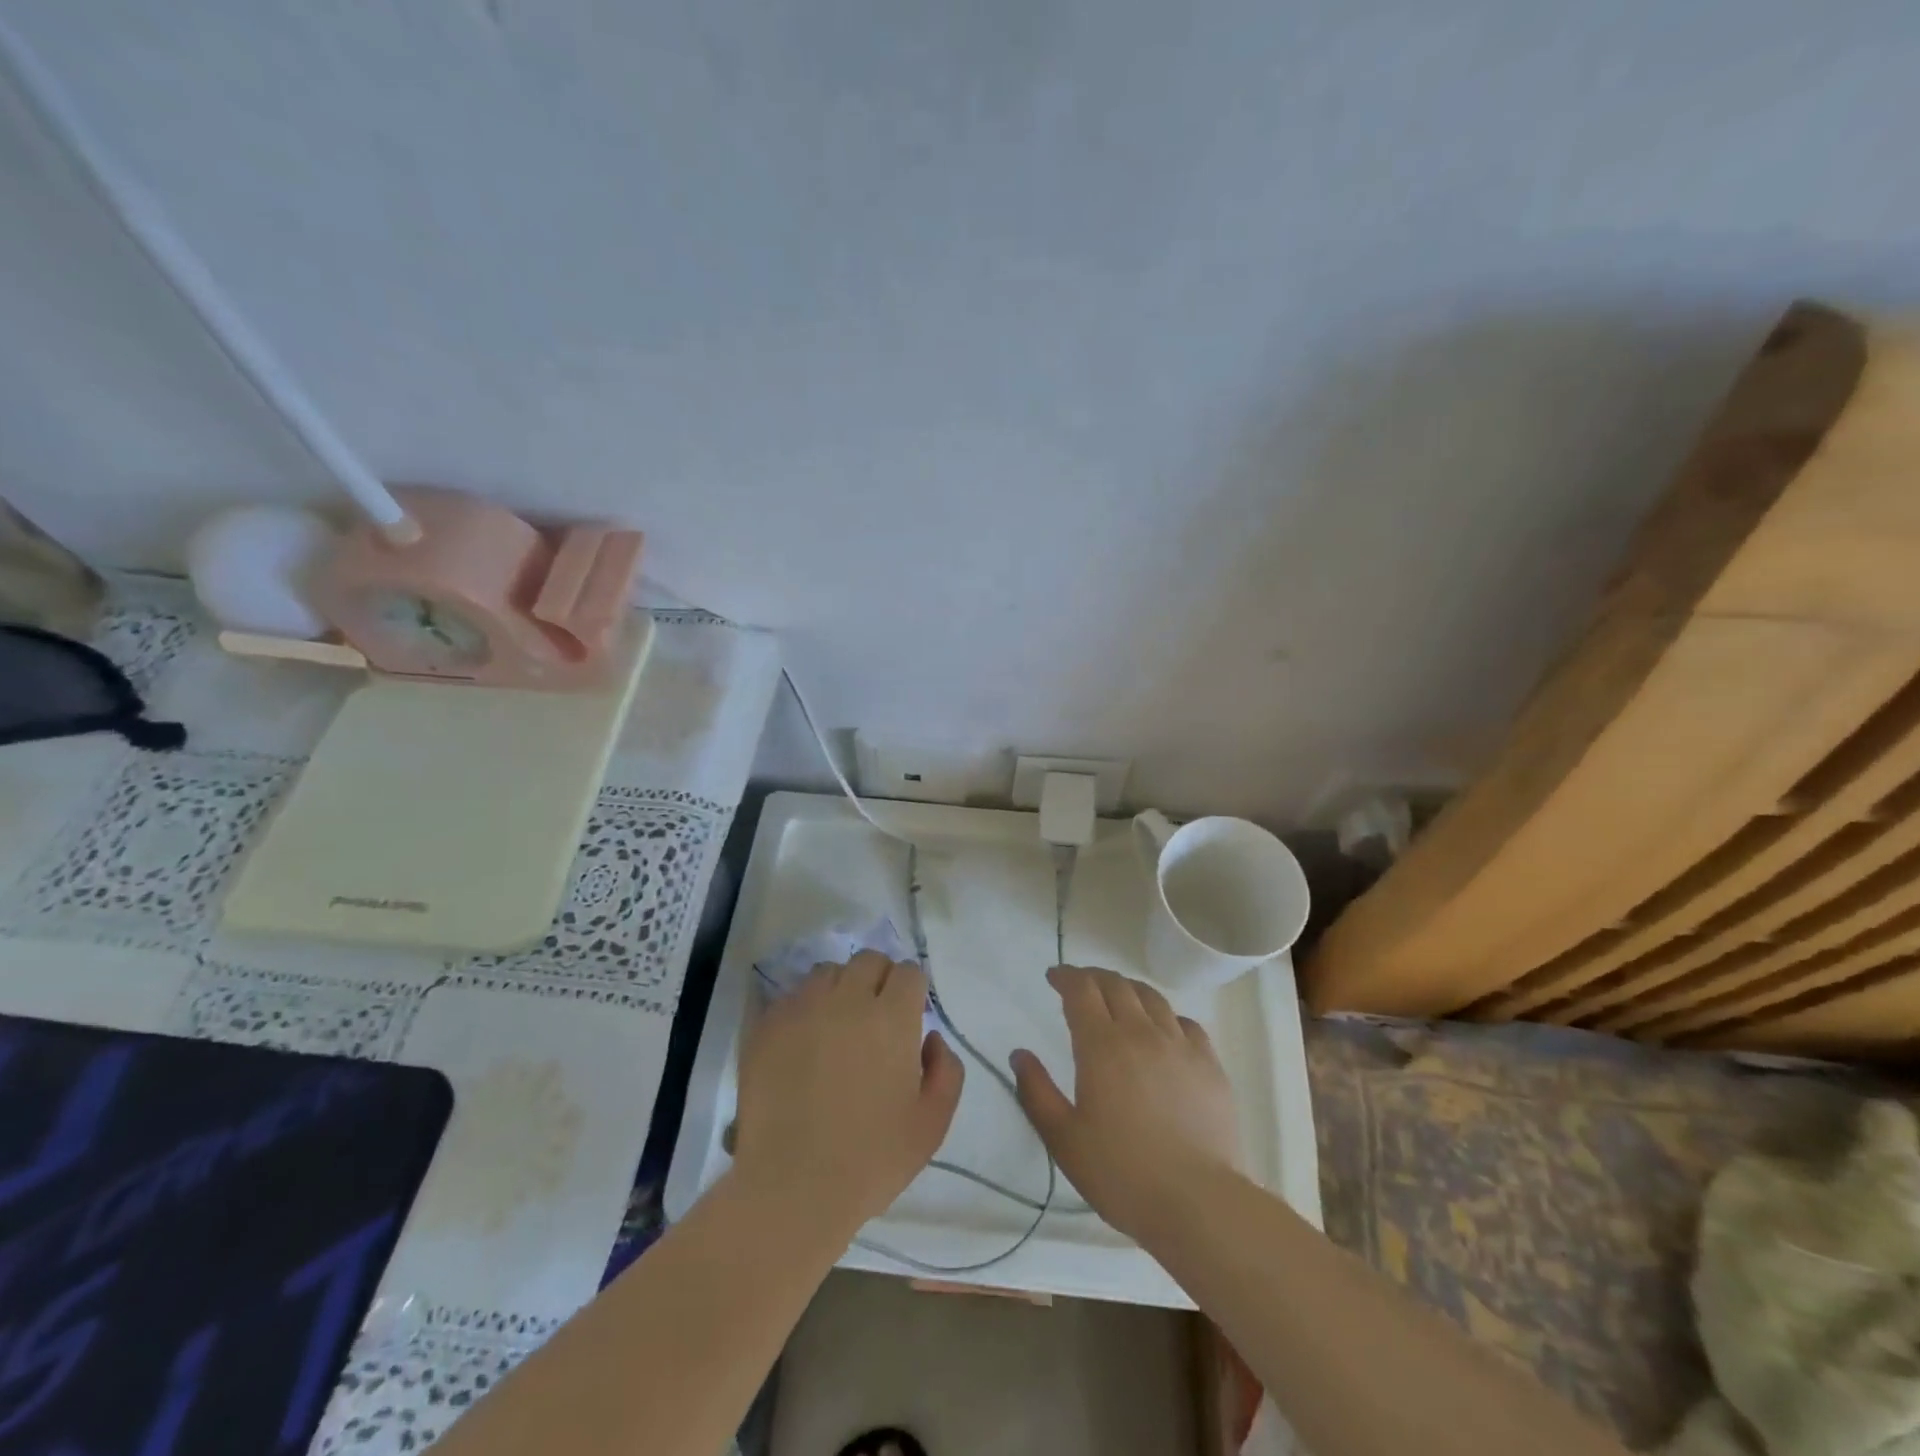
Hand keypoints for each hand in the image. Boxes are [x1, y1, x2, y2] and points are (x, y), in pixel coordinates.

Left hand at [731, 952, 963, 1236]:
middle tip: (876, 1015)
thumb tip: (931, 1037)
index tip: (909, 1015)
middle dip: (879, 979)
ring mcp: (803, 1008)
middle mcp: (847, 1000)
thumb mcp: (932, 1123)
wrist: (792, 1187)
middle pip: (868, 960)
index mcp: (892, 1017)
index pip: (907, 972)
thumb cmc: (872, 1159)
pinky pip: (792, 996)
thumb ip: (946, 1070)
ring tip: (837, 1024)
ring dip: (840, 988)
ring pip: (828, 972)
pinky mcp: (768, 1026)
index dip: (912, 990)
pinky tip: (804, 1042)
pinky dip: (805, 1008)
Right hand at [1011, 965, 1240, 1241]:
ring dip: (1128, 989)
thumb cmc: (1121, 1173)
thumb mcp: (1063, 1139)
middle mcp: (1141, 1032)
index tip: (1053, 977)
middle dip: (1093, 977)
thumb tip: (1019, 1054)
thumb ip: (1036, 1092)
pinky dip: (1166, 1016)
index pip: (1081, 990)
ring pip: (1152, 997)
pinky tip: (1163, 1031)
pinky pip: (1186, 1023)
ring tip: (1119, 997)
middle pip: (1116, 985)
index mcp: (1102, 1045)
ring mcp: (1180, 1045)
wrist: (1198, 1203)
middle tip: (1080, 984)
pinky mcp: (1210, 1064)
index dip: (1065, 977)